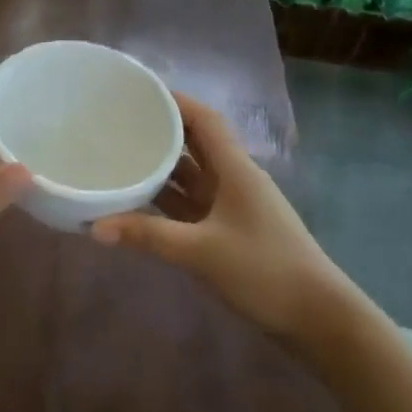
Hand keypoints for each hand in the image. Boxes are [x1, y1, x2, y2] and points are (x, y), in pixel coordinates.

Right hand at [90, 93, 376, 360]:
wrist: (317, 318)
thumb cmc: (264, 270)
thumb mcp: (201, 251)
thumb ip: (147, 235)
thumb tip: (94, 227)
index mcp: (235, 170)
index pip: (204, 120)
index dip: (175, 101)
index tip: (138, 92)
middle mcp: (234, 180)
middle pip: (195, 144)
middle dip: (160, 132)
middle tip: (118, 124)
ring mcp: (232, 207)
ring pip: (191, 176)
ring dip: (161, 167)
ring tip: (119, 156)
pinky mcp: (229, 232)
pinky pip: (191, 205)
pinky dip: (166, 201)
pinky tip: (138, 202)